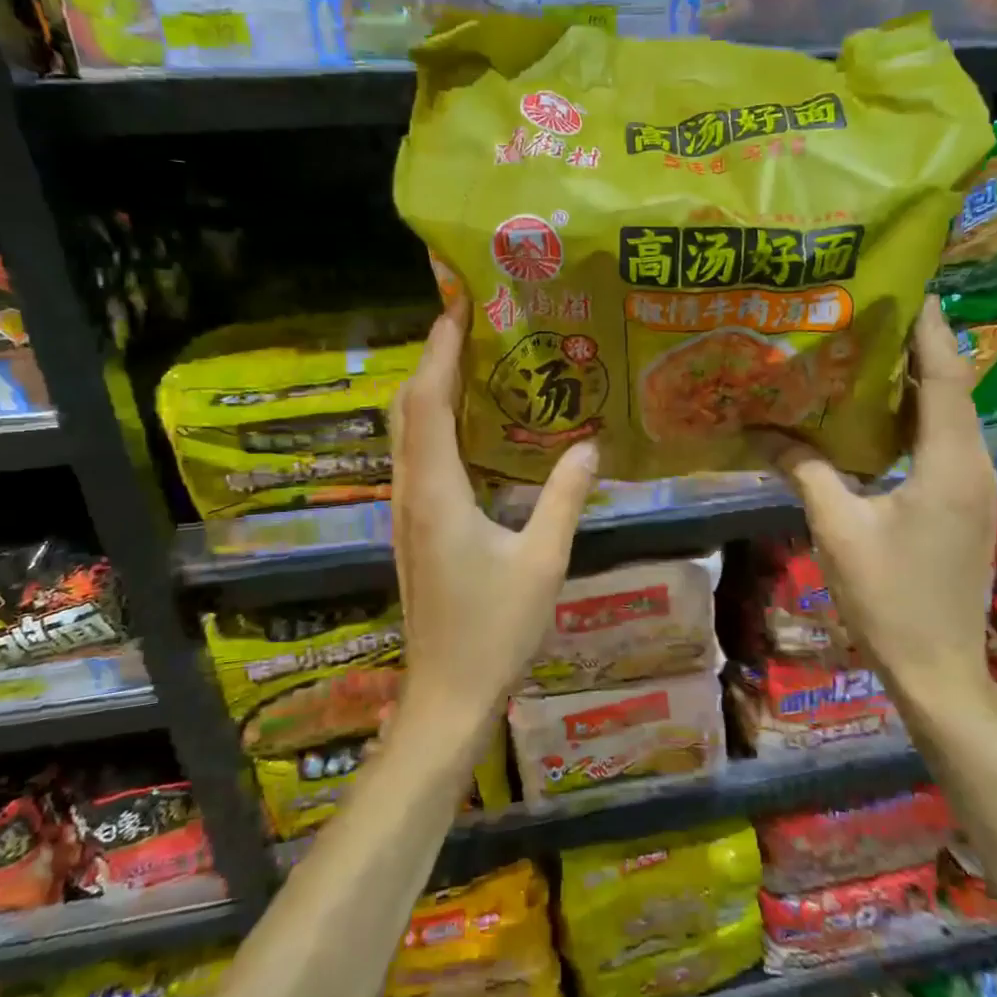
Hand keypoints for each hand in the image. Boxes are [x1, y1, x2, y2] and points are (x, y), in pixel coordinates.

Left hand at [388, 300, 598, 738]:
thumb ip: (564, 497)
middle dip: (434, 357)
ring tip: (472, 357)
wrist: (447, 692)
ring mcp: (405, 508)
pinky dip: (434, 421)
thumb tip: (590, 444)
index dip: (441, 349)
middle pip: (408, 406)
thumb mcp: (544, 561)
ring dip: (431, 387)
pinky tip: (469, 422)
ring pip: (406, 430)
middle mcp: (410, 490)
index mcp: (437, 491)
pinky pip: (415, 454)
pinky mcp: (412, 524)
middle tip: (472, 321)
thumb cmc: (494, 629)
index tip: (458, 303)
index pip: (430, 401)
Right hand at [755, 299, 996, 708]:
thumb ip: (803, 471)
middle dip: (917, 345)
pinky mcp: (966, 505)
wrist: (940, 669)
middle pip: (951, 388)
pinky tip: (874, 416)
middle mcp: (975, 464)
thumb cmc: (890, 598)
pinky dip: (914, 417)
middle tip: (868, 311)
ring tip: (866, 350)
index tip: (906, 283)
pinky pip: (944, 443)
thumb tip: (760, 432)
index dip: (929, 326)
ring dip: (914, 382)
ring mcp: (976, 486)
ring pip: (949, 416)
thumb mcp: (838, 529)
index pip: (946, 375)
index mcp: (951, 462)